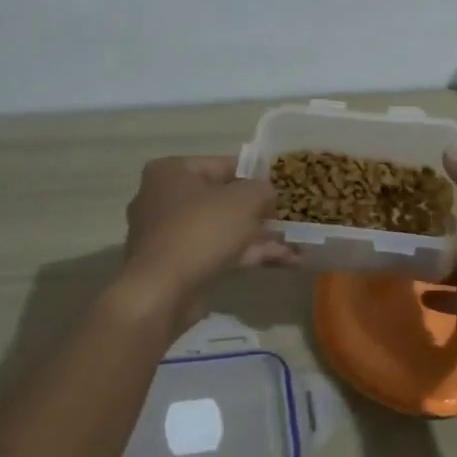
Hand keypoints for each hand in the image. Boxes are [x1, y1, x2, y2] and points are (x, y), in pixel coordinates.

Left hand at [118, 156, 295, 322]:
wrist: (162, 290)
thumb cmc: (201, 230)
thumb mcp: (244, 200)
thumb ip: (262, 189)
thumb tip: (268, 193)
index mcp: (170, 172)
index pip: (221, 165)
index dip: (255, 175)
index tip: (280, 187)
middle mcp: (162, 199)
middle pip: (220, 199)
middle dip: (257, 212)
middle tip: (287, 218)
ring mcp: (167, 235)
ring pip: (220, 230)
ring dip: (257, 238)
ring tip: (295, 246)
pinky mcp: (175, 266)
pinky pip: (216, 253)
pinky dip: (245, 256)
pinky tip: (282, 262)